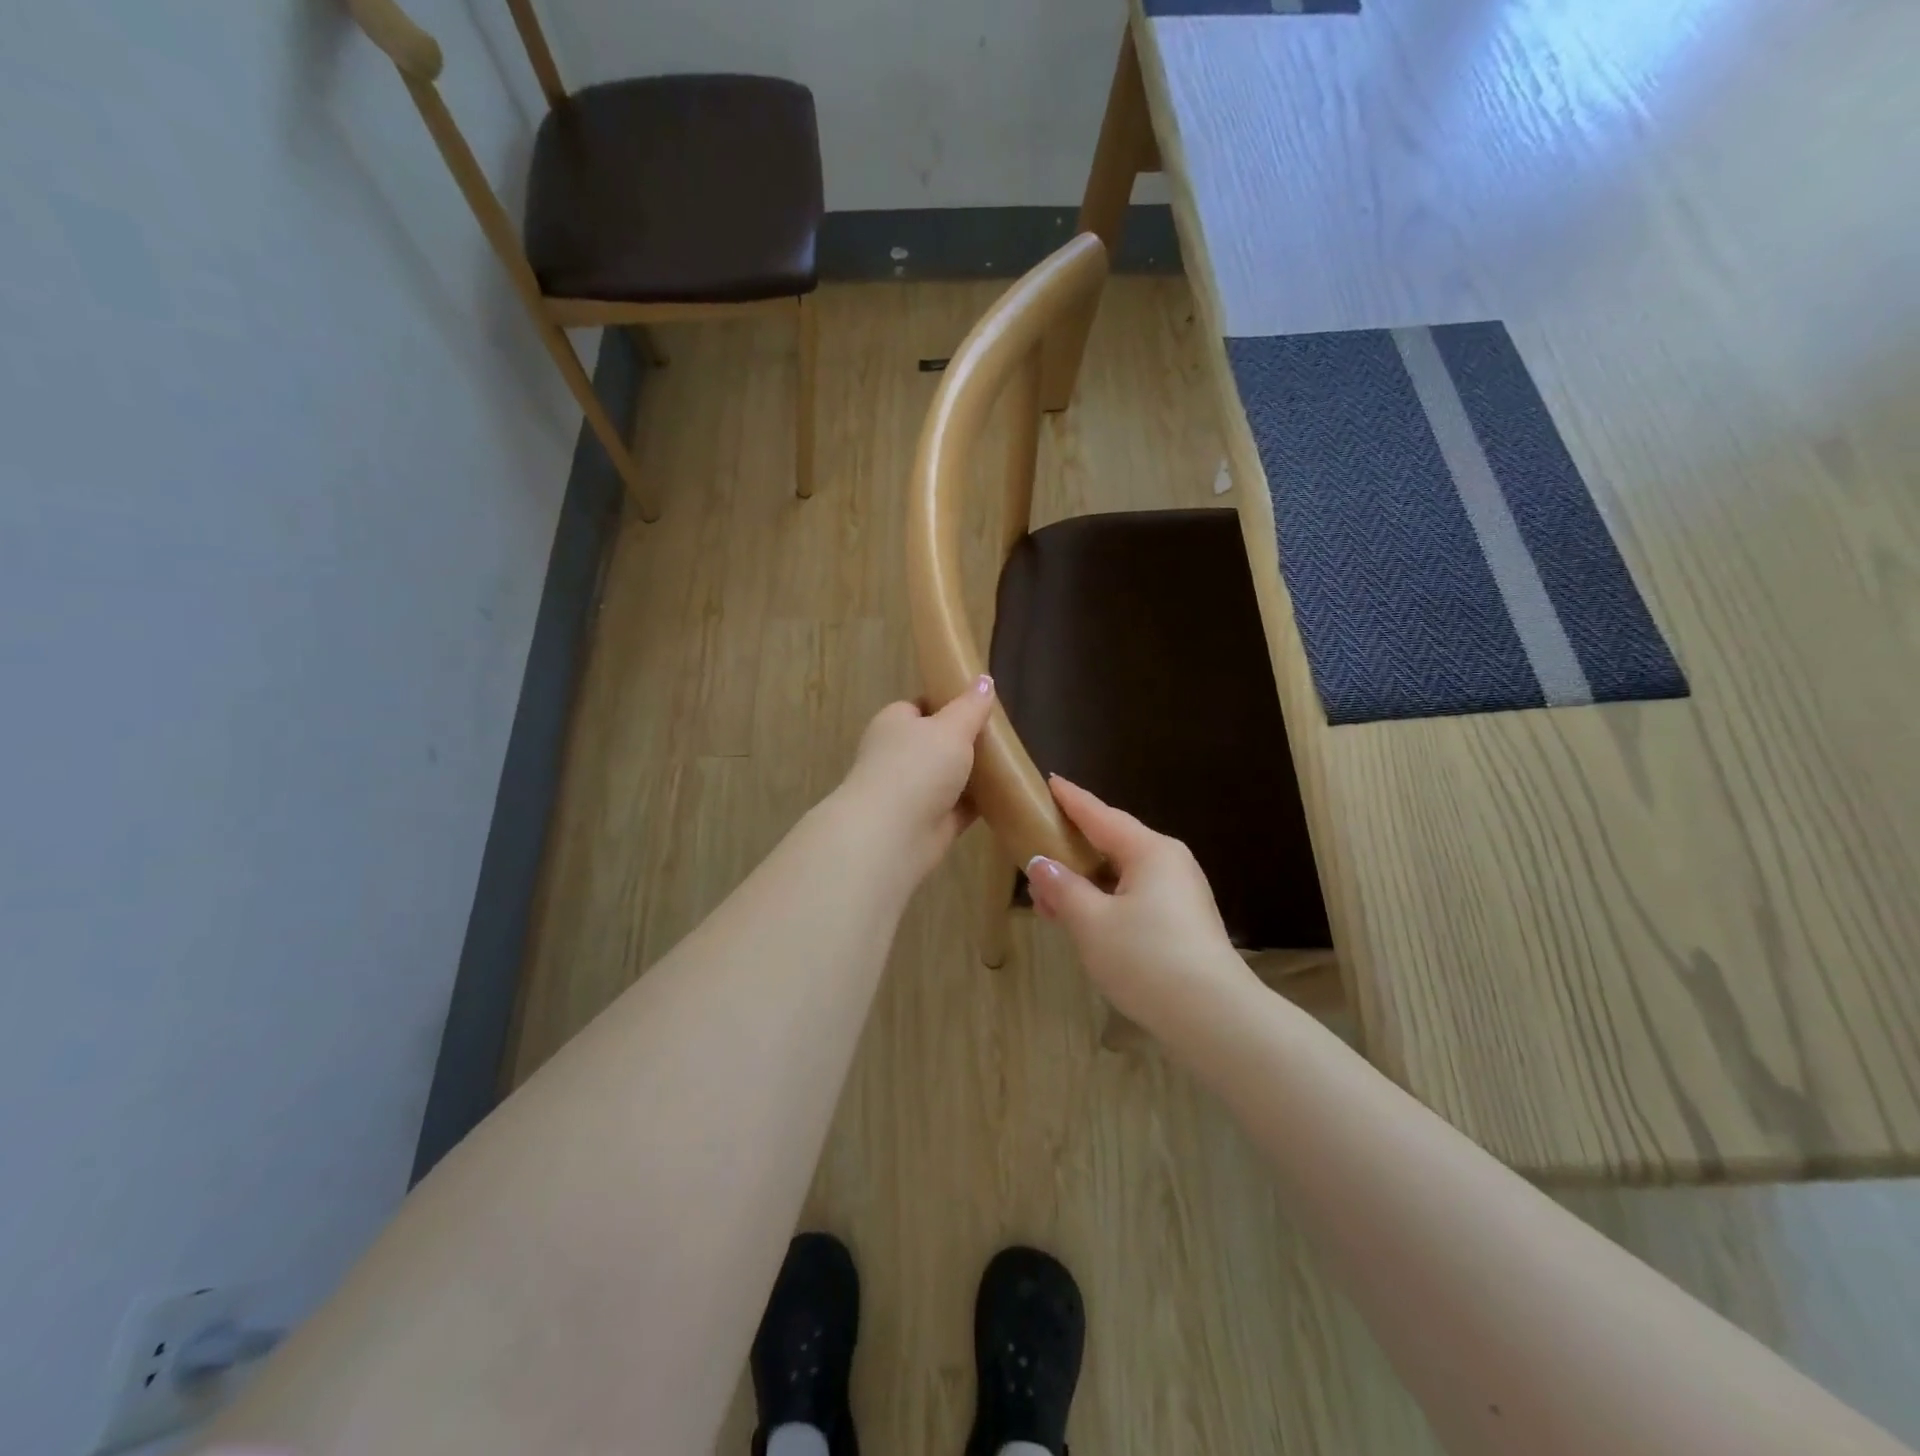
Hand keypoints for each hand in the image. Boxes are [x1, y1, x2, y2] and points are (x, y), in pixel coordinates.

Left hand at [835, 675, 996, 883]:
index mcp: (895, 724)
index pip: (920, 707)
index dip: (949, 704)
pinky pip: (960, 807)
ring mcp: (913, 791)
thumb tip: (985, 680)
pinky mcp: (930, 822)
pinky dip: (980, 803)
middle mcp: (899, 756)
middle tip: (1003, 736)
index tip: (980, 705)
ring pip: (950, 777)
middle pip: (938, 743)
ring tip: (1012, 763)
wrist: (893, 833)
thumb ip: (970, 706)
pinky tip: (1007, 795)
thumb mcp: (951, 727)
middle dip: (966, 742)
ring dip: (975, 774)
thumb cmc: (918, 766)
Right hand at [1026, 777, 1258, 1033]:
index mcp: (1150, 850)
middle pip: (1112, 844)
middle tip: (1034, 847)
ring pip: (1121, 875)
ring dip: (1084, 882)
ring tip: (1047, 895)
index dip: (1071, 799)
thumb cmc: (1146, 958)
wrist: (1214, 1018)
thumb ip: (1063, 888)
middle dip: (1072, 849)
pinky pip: (1134, 897)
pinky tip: (1080, 918)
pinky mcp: (1182, 923)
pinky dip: (1103, 901)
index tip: (1049, 781)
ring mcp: (1180, 894)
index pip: (1101, 815)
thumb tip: (1040, 863)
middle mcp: (1169, 863)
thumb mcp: (1091, 922)